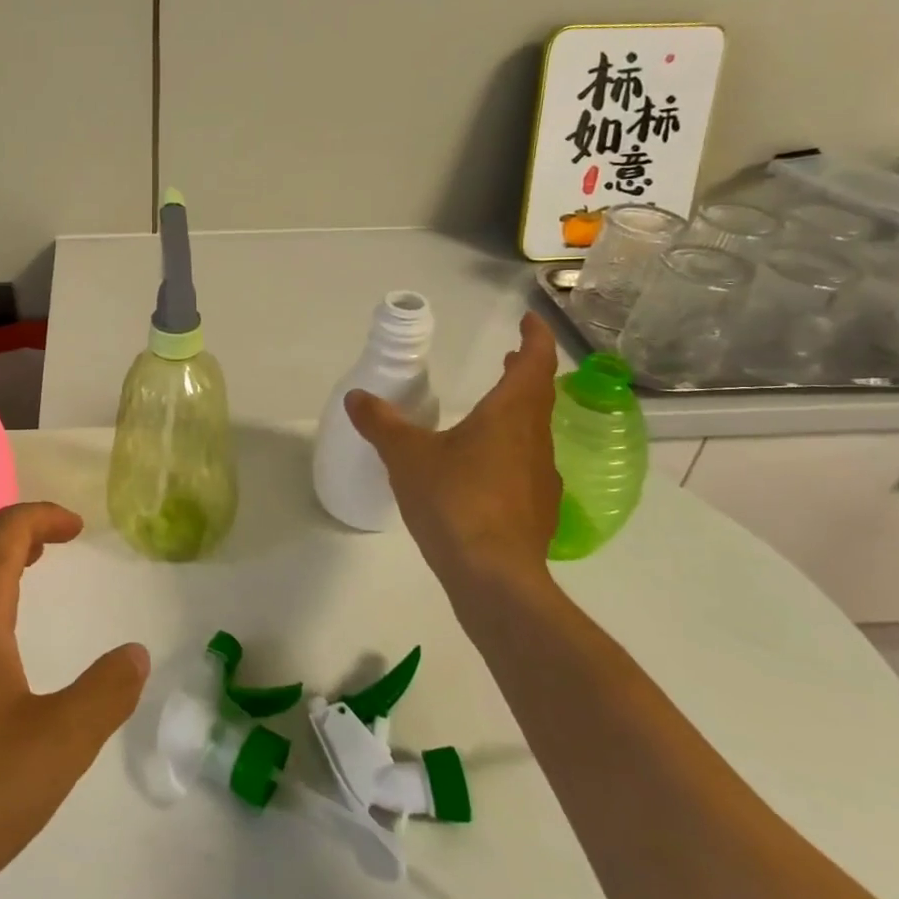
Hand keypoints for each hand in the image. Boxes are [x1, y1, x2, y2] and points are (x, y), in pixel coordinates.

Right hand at [346, 311, 561, 607]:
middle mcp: (534, 440)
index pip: (534, 363)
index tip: (528, 321)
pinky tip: (484, 471)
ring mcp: (541, 478)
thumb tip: (357, 397)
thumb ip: (381, 423)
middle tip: (508, 358)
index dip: (534, 338)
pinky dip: (510, 452)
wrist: (493, 576)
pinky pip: (526, 467)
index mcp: (509, 416)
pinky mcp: (537, 511)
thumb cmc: (453, 500)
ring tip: (490, 411)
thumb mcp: (406, 456)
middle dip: (524, 372)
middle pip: (538, 396)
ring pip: (534, 432)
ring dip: (518, 412)